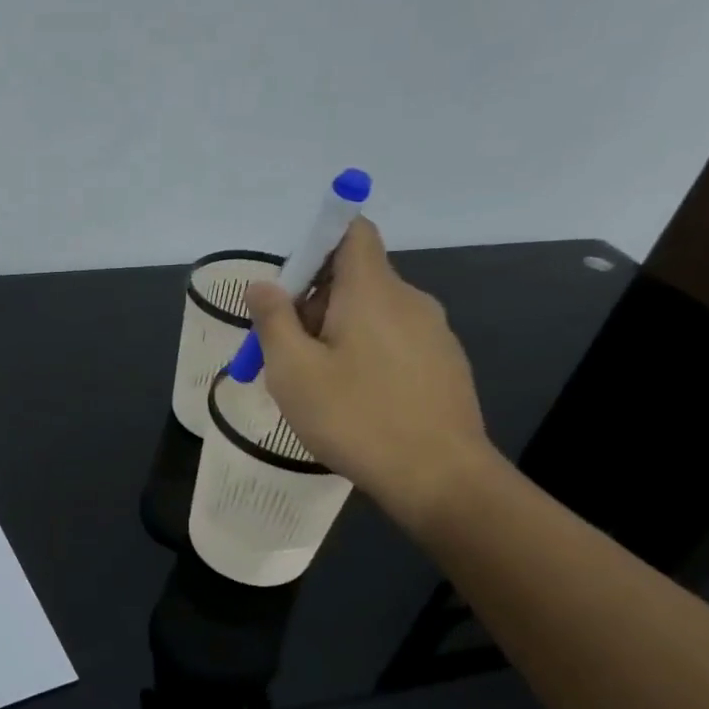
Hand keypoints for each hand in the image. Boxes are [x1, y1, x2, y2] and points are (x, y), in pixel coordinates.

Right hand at [244, 217, 496, 528]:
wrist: (439, 477)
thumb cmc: (355, 417)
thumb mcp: (294, 371)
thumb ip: (273, 320)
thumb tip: (263, 284)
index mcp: (372, 290)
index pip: (351, 231)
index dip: (316, 244)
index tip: (289, 288)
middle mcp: (409, 299)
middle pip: (355, 277)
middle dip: (314, 303)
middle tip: (288, 355)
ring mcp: (434, 332)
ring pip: (373, 314)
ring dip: (338, 334)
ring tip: (319, 387)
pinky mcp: (445, 364)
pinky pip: (394, 342)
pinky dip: (367, 356)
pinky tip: (356, 403)